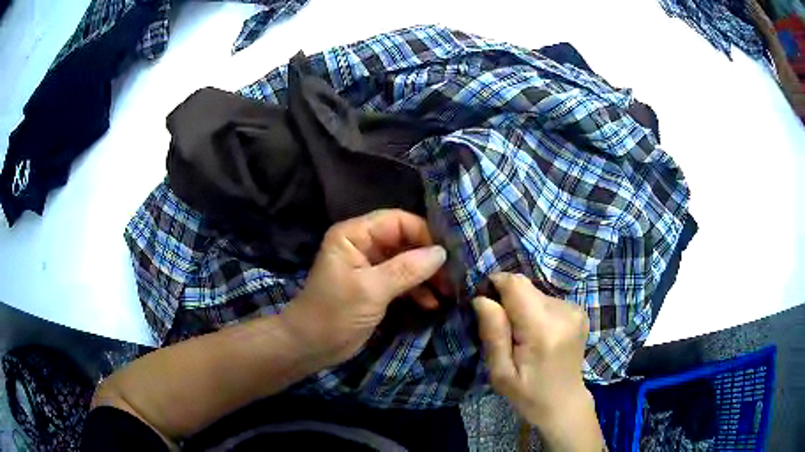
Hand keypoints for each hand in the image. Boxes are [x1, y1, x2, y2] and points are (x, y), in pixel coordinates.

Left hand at [282, 209, 446, 368]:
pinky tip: (431, 304)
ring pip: (407, 261)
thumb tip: (441, 253)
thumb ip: (407, 269)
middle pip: (405, 240)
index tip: (447, 254)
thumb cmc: (334, 313)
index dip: (423, 233)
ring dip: (426, 276)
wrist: (311, 347)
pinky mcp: (376, 287)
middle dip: (428, 257)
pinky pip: (402, 281)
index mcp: (354, 235)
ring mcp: (370, 267)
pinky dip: (417, 290)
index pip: (397, 221)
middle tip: (453, 276)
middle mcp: (363, 245)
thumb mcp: (371, 290)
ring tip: (447, 291)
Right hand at [473, 272, 603, 449]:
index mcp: (543, 329)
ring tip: (523, 337)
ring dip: (523, 308)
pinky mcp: (579, 310)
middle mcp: (563, 312)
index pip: (516, 284)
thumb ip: (493, 333)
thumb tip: (481, 299)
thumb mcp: (500, 373)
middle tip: (504, 333)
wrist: (564, 402)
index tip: (484, 305)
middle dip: (508, 302)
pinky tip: (539, 335)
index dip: (495, 285)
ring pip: (535, 293)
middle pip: (525, 287)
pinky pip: (547, 299)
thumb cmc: (528, 394)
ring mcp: (575, 309)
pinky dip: (537, 312)